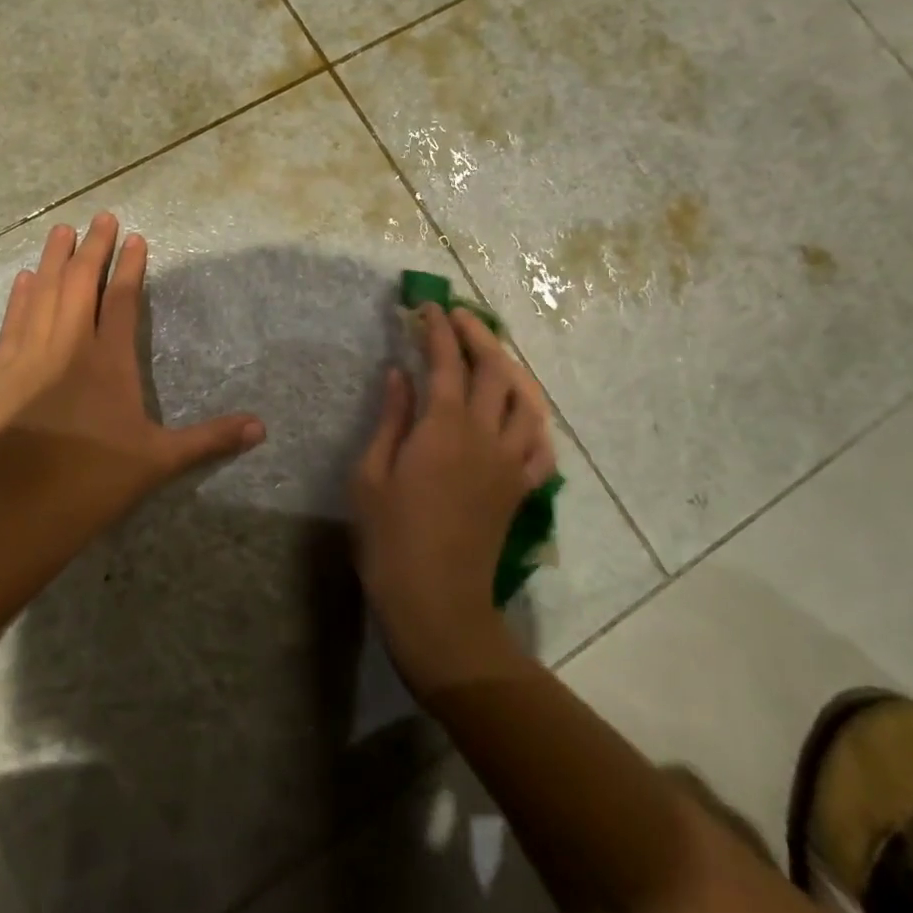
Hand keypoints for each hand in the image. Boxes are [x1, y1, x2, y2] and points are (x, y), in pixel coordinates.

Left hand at [0, 213, 265, 547]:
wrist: (22, 509)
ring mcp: (29, 356)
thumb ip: (210, 438)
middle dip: (92, 248)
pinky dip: (20, 296)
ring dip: (54, 260)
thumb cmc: (97, 481)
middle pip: (80, 285)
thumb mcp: (161, 460)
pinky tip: (24, 277)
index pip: (120, 299)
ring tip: (62, 230)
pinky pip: (12, 323)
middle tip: (100, 216)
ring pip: (43, 294)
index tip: (134, 238)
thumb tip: (262, 428)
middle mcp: (69, 347)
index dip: (128, 266)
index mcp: (110, 361)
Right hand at [350, 305, 555, 692]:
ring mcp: (510, 462)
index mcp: (443, 428)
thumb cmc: (390, 538)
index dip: (438, 330)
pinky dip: (532, 417)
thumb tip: (398, 374)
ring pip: (526, 399)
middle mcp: (485, 435)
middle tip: (457, 317)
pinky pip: (540, 443)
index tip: (426, 308)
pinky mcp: (521, 488)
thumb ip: (391, 418)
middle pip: (495, 369)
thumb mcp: (371, 474)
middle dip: (478, 334)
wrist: (437, 604)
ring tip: (490, 353)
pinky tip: (518, 410)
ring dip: (510, 367)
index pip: (448, 362)